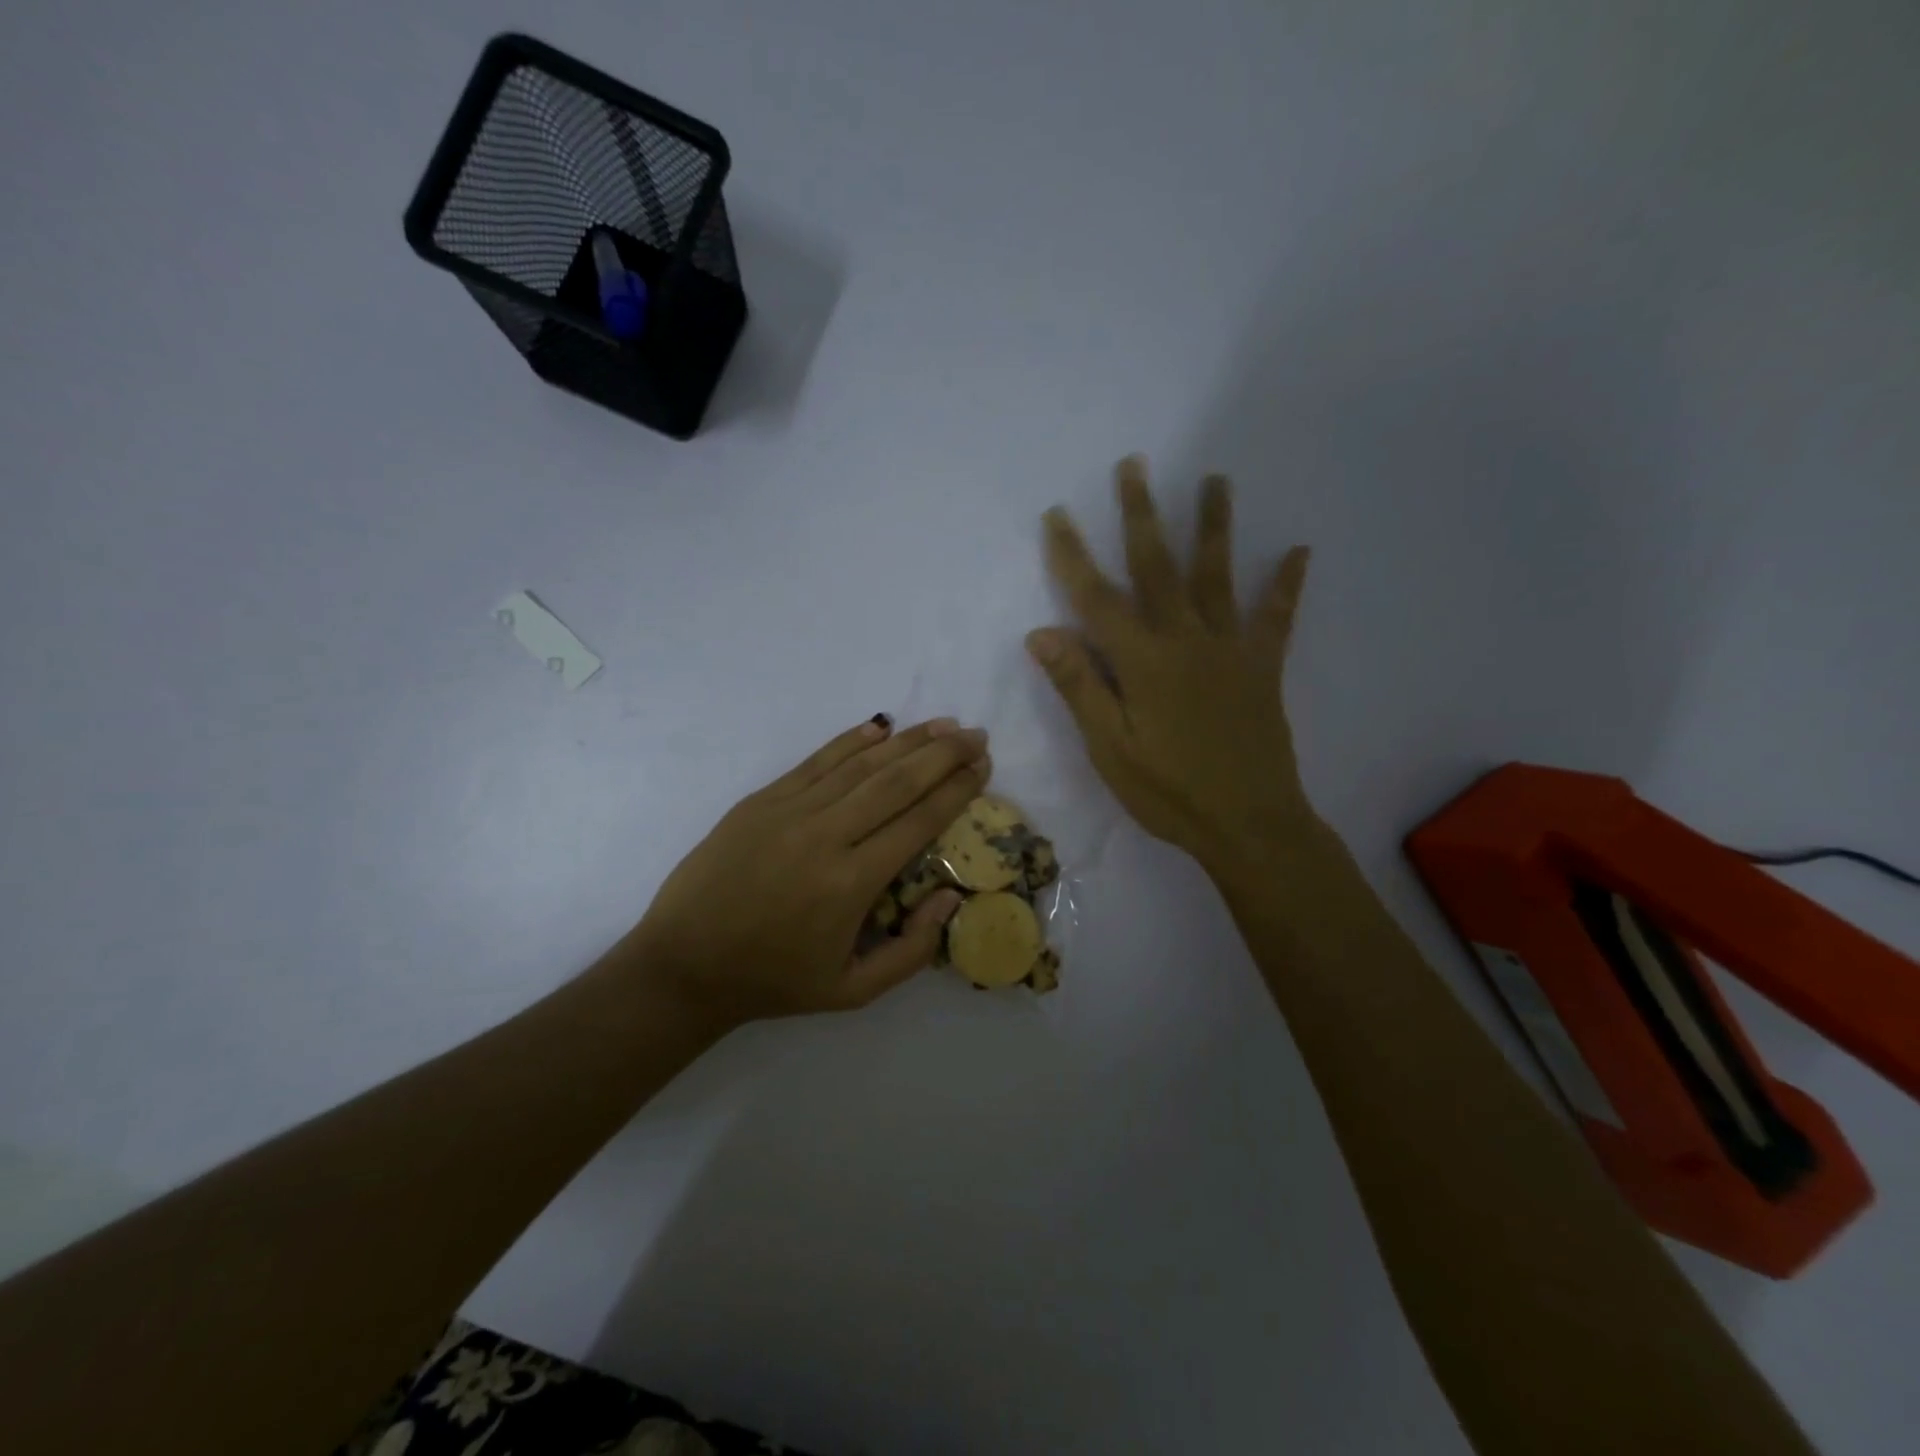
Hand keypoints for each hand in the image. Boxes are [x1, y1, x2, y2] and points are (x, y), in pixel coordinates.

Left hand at [625, 717, 989, 1032]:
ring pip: (860, 764)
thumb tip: (949, 897)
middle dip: (942, 755)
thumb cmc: (774, 980)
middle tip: (976, 735)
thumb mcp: (852, 991)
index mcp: (852, 884)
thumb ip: (912, 950)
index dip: (956, 791)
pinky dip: (851, 741)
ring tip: (942, 725)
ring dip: (906, 741)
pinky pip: (816, 762)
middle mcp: (825, 837)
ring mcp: (789, 812)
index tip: (983, 767)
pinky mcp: (761, 800)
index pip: (918, 822)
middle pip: (896, 782)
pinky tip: (879, 726)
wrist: (683, 965)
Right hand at [1027, 456, 1322, 880]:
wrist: (1249, 824)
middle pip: (1158, 566)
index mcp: (1142, 661)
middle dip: (1141, 513)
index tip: (1057, 514)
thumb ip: (1080, 685)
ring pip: (1217, 575)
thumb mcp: (1110, 747)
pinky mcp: (1262, 667)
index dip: (1073, 555)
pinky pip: (1276, 618)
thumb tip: (1042, 632)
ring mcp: (1229, 649)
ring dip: (1214, 525)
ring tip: (1216, 479)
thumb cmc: (1168, 791)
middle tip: (1134, 464)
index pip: (1097, 598)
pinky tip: (1299, 550)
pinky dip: (1286, 584)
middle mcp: (1185, 639)